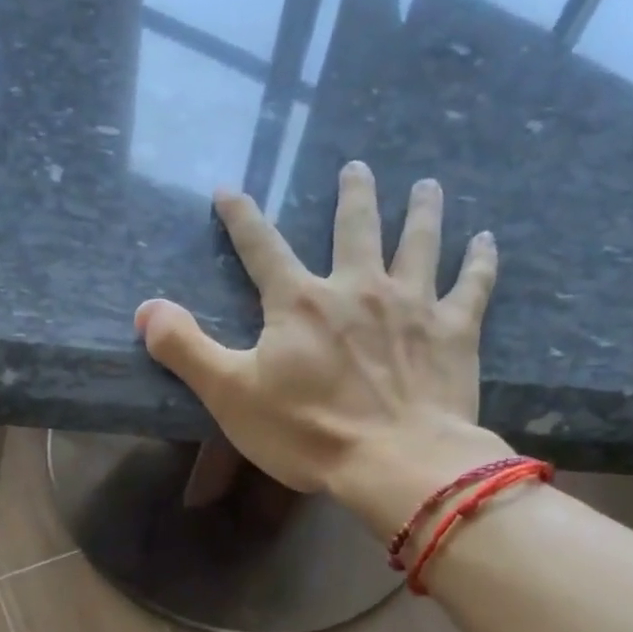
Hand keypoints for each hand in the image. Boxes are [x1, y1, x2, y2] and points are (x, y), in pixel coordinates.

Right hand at [133, 162, 511, 539]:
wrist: (396, 463)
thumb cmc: (307, 432)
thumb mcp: (229, 395)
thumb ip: (185, 349)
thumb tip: (146, 310)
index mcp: (299, 303)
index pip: (262, 247)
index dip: (242, 217)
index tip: (229, 191)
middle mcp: (358, 287)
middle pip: (355, 226)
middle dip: (352, 195)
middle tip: (355, 168)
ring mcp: (413, 304)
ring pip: (419, 242)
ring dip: (421, 210)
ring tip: (426, 185)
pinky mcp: (455, 331)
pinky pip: (472, 285)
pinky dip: (480, 261)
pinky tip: (486, 240)